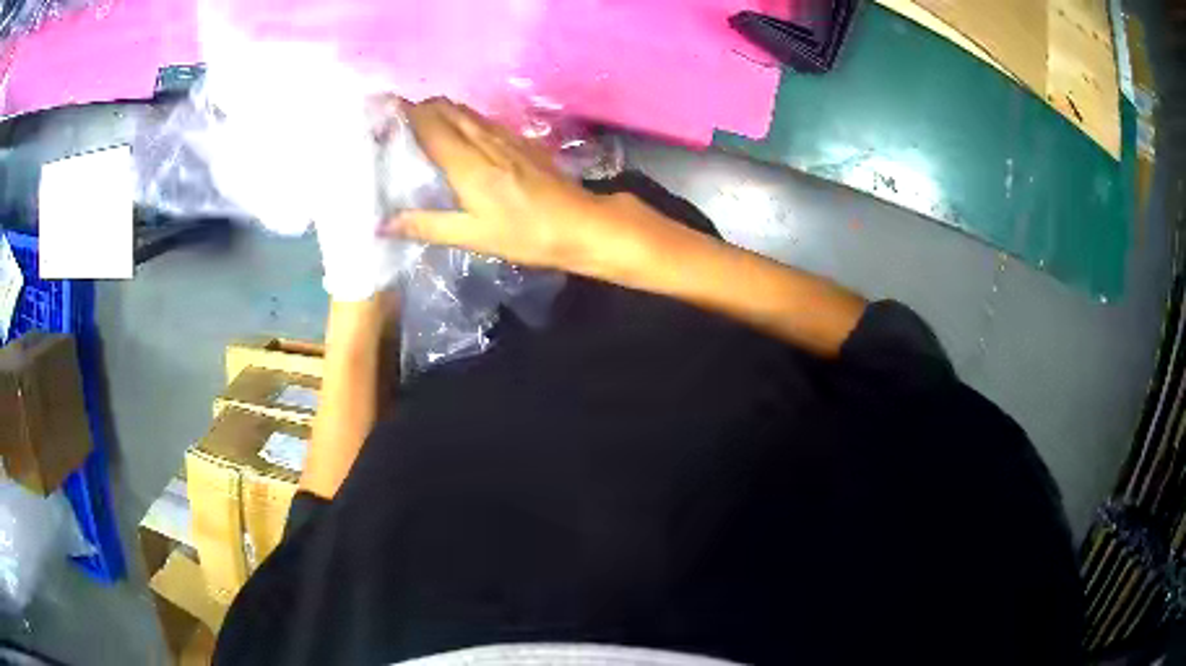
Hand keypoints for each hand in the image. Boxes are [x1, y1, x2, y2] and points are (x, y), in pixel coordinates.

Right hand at [383, 98, 613, 271]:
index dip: (406, 113)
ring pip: (466, 111)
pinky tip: (460, 130)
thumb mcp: (473, 236)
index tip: (384, 110)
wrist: (580, 224)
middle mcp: (484, 141)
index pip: (429, 125)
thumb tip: (383, 224)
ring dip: (442, 110)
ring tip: (421, 120)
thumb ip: (427, 225)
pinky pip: (484, 120)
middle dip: (421, 107)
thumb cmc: (525, 235)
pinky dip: (463, 118)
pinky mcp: (522, 141)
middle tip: (398, 118)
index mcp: (467, 164)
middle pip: (447, 109)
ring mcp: (506, 137)